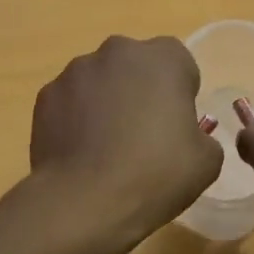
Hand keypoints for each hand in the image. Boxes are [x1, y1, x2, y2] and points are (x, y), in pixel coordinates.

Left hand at [30, 35, 222, 253]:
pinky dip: (75, 119)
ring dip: (105, 103)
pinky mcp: (45, 96)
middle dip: (140, 91)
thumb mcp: (207, 161)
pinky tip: (80, 153)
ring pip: (99, 82)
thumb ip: (201, 134)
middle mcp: (116, 52)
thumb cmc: (155, 175)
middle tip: (142, 136)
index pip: (179, 64)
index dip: (180, 94)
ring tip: (105, 149)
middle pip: (135, 67)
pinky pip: (70, 102)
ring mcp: (75, 72)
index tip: (175, 126)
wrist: (85, 202)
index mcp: (163, 58)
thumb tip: (183, 135)